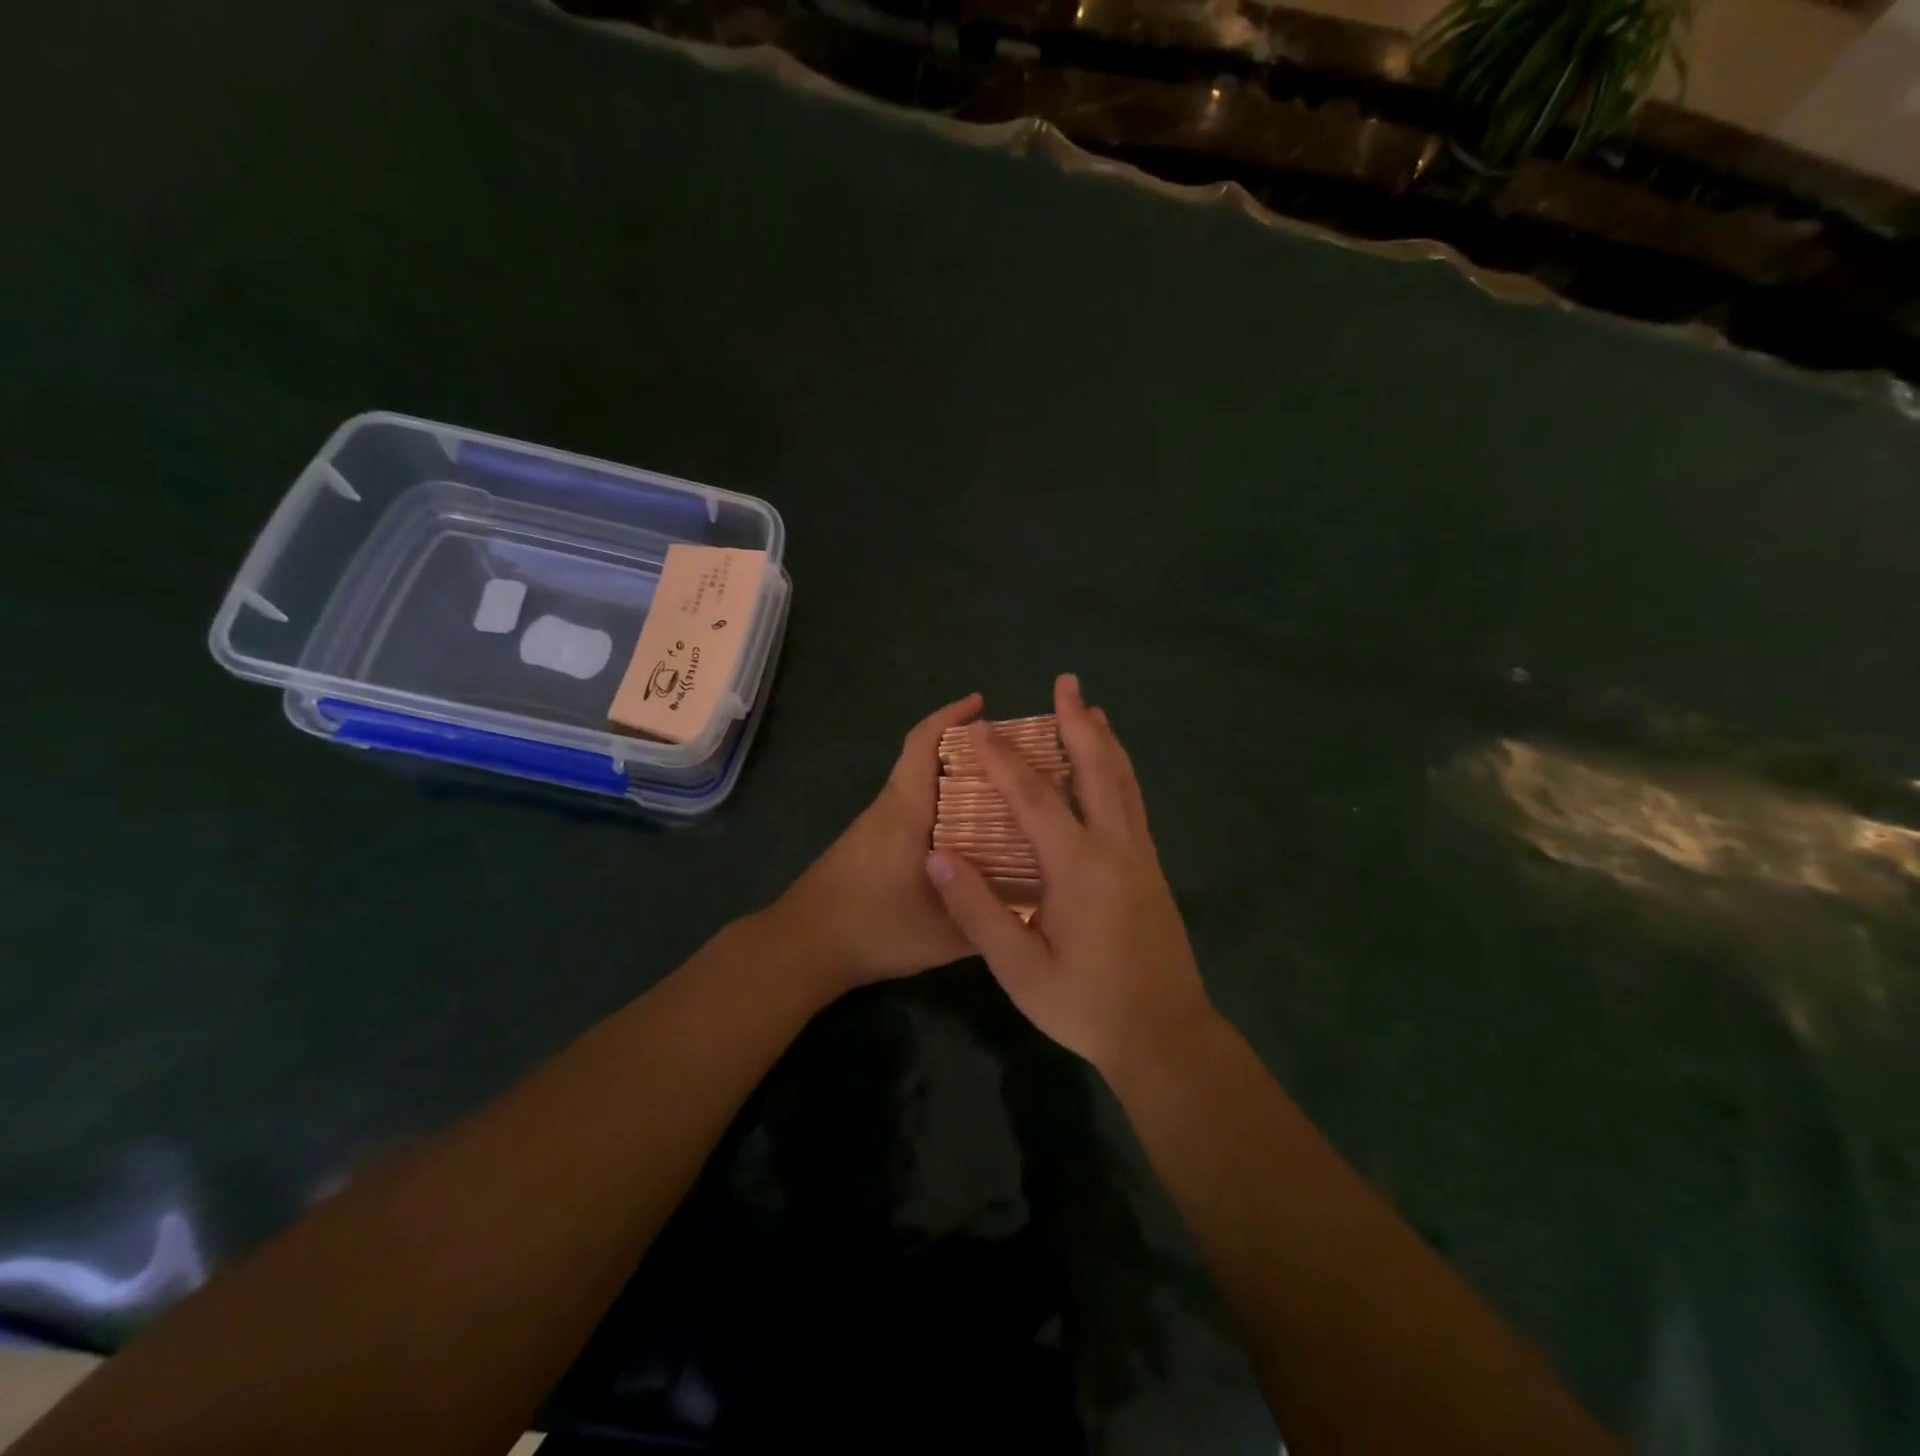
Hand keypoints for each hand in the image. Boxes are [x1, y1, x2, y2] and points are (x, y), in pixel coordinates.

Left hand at [766, 693, 982, 996]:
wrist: (803, 946)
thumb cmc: (872, 929)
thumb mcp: (941, 935)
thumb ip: (986, 920)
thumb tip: (1030, 907)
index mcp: (906, 811)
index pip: (923, 745)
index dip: (950, 716)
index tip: (981, 703)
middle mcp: (890, 808)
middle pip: (926, 759)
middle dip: (966, 748)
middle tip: (1012, 757)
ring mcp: (876, 826)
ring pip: (919, 785)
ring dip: (954, 778)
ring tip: (1001, 794)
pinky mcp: (869, 845)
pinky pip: (913, 809)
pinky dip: (941, 806)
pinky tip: (967, 836)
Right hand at [922, 674, 1218, 1076]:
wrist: (1166, 1037)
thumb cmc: (1086, 1006)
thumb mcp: (1020, 969)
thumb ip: (977, 910)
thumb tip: (938, 854)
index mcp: (1079, 866)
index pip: (1034, 797)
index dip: (1003, 760)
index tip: (977, 729)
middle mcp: (1116, 847)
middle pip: (1098, 768)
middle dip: (1077, 722)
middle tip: (1066, 683)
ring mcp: (1141, 856)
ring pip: (1124, 782)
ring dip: (1105, 741)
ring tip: (1092, 709)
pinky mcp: (1152, 870)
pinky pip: (1133, 803)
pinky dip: (1119, 772)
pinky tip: (1111, 771)